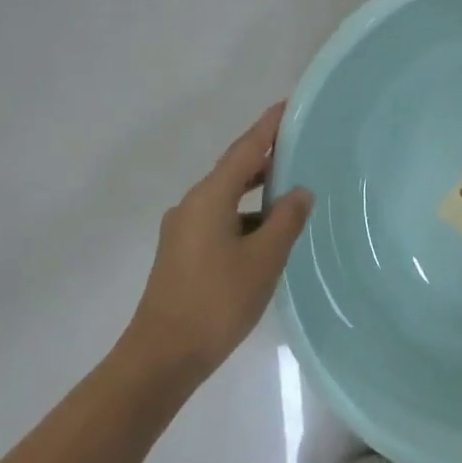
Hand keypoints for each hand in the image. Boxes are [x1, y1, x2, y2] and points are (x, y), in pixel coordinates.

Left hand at [117, 103, 313, 383]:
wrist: (161, 356)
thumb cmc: (217, 302)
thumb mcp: (264, 259)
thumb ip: (286, 220)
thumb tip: (299, 192)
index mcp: (209, 199)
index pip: (245, 150)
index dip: (268, 127)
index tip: (289, 106)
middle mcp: (192, 205)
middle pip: (233, 169)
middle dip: (264, 155)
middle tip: (299, 144)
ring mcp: (183, 230)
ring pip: (226, 196)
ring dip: (256, 188)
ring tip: (290, 186)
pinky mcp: (183, 252)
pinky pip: (220, 218)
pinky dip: (245, 214)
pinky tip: (267, 231)